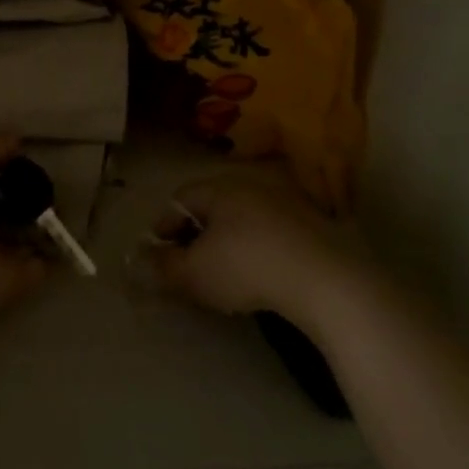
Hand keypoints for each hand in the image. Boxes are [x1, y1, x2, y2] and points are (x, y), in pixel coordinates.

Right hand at [146, 176, 344, 318]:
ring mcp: (287, 204)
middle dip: (195, 234)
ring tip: (224, 275)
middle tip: (187, 264)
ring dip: (228, 242)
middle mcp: (252, 186)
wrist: (327, 282)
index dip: (163, 226)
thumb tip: (141, 260)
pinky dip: (259, 250)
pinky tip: (262, 277)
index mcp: (219, 189)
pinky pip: (273, 234)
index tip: (158, 254)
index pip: (179, 199)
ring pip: (244, 220)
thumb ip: (163, 266)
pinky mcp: (315, 227)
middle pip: (212, 207)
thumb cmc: (247, 268)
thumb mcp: (194, 274)